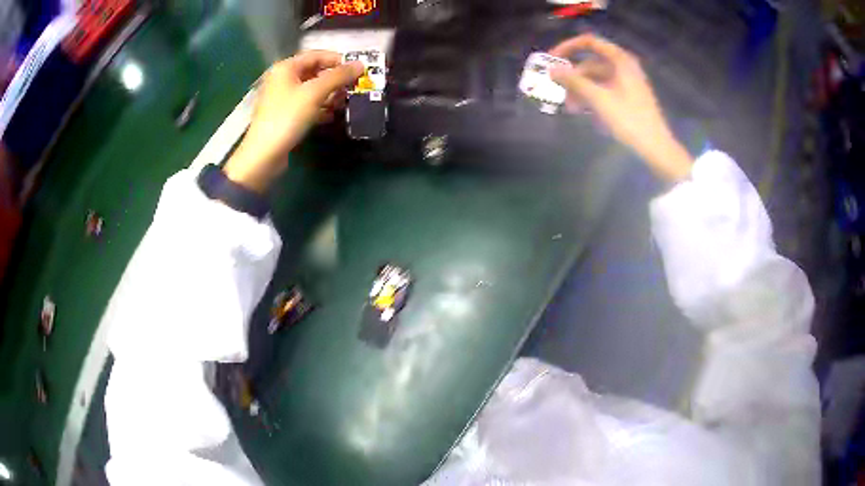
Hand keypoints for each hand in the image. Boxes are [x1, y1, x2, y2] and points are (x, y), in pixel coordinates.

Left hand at [223, 51, 363, 192]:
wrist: (264, 154)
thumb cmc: (287, 117)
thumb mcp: (315, 93)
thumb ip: (338, 76)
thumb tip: (360, 64)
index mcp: (286, 68)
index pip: (316, 55)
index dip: (337, 60)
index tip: (357, 69)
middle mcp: (283, 79)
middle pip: (315, 72)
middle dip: (335, 79)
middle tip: (353, 87)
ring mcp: (283, 98)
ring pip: (312, 90)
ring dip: (330, 94)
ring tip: (345, 103)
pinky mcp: (285, 115)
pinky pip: (307, 105)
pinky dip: (320, 108)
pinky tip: (332, 116)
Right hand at [549, 35, 692, 181]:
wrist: (656, 147)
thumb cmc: (629, 119)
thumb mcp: (599, 99)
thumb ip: (574, 81)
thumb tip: (551, 70)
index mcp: (620, 60)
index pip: (589, 42)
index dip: (568, 47)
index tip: (552, 60)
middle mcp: (624, 66)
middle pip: (591, 64)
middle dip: (573, 77)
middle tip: (559, 92)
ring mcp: (627, 82)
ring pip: (596, 79)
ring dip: (580, 90)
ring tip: (570, 108)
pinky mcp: (628, 97)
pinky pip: (604, 90)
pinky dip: (592, 98)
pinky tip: (583, 112)